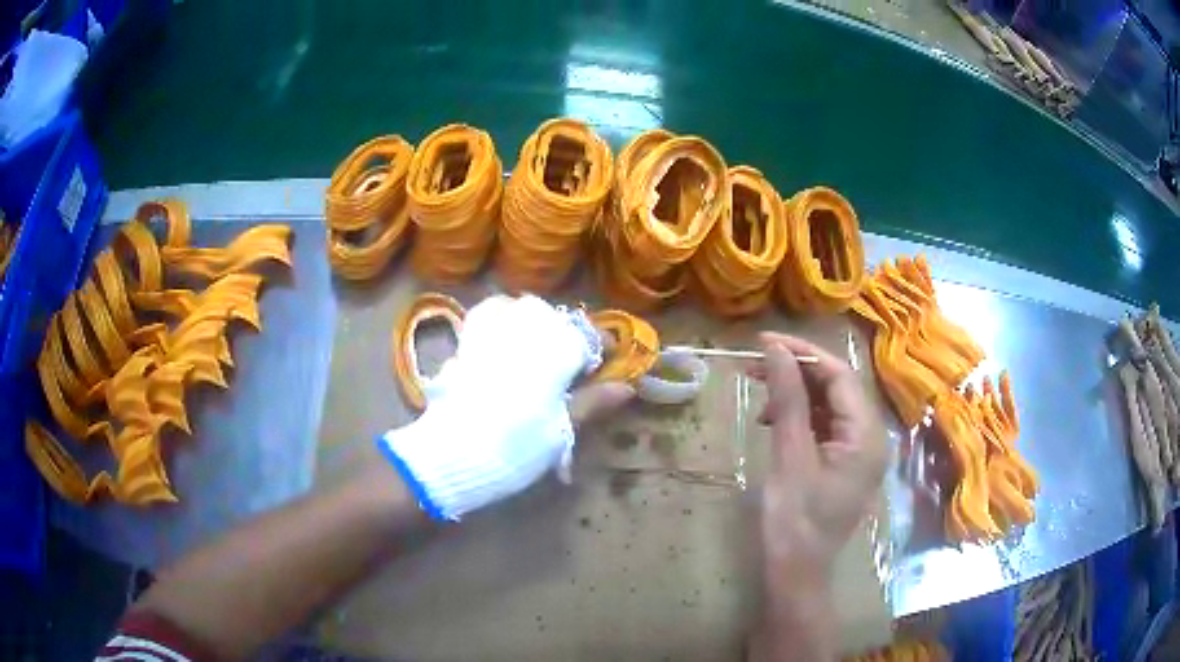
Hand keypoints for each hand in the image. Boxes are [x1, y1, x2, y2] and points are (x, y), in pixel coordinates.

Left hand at [379, 295, 627, 520]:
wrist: (453, 456)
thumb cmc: (515, 448)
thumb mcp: (560, 432)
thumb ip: (591, 403)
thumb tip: (627, 388)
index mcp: (550, 355)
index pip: (584, 335)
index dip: (598, 344)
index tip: (606, 356)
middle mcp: (519, 335)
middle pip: (547, 315)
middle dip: (563, 329)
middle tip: (571, 355)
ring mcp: (487, 336)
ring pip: (513, 308)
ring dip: (530, 320)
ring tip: (537, 342)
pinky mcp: (463, 346)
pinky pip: (483, 318)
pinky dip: (497, 321)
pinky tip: (502, 343)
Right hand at [754, 332, 886, 582]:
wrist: (796, 573)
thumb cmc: (794, 520)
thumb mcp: (790, 456)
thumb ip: (788, 399)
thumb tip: (776, 349)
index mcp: (866, 434)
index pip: (839, 375)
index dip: (803, 353)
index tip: (764, 341)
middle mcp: (870, 436)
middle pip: (837, 387)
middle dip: (798, 372)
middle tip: (756, 365)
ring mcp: (859, 451)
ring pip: (830, 405)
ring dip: (797, 394)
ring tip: (761, 395)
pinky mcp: (845, 463)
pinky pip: (826, 426)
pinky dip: (801, 417)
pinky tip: (774, 422)